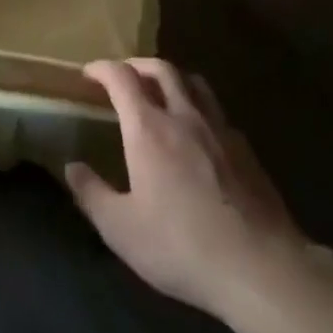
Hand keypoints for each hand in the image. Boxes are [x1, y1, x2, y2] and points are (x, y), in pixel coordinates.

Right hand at [66, 59, 307, 318]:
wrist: (260, 268)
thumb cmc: (180, 246)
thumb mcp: (120, 228)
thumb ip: (91, 193)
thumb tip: (72, 167)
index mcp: (149, 129)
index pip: (122, 78)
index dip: (102, 69)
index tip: (89, 73)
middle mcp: (185, 117)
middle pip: (162, 69)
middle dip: (138, 65)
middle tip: (123, 75)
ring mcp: (221, 131)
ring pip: (195, 84)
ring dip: (172, 78)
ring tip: (161, 92)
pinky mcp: (247, 152)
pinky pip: (217, 112)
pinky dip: (199, 107)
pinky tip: (197, 133)